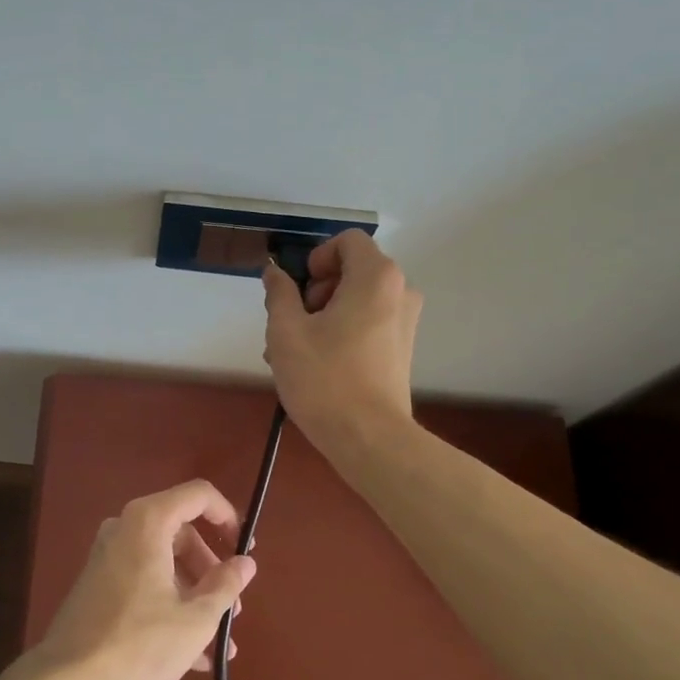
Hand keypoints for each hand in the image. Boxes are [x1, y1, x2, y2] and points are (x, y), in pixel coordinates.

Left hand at [29, 480, 257, 679]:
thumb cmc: (139, 644)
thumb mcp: (194, 619)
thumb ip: (225, 585)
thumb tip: (246, 563)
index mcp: (148, 522)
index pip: (198, 495)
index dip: (228, 516)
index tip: (246, 550)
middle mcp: (125, 528)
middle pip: (182, 534)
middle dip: (212, 572)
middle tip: (233, 610)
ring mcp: (108, 555)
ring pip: (165, 562)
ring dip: (195, 596)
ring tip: (219, 644)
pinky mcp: (99, 582)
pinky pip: (145, 580)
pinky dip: (170, 605)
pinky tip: (193, 654)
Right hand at [262, 229, 422, 459]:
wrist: (368, 438)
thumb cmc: (324, 378)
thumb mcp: (286, 331)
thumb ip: (279, 293)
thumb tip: (275, 273)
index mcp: (376, 278)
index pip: (348, 241)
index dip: (317, 257)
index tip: (298, 290)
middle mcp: (400, 292)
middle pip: (352, 270)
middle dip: (315, 290)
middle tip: (291, 324)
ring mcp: (405, 322)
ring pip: (356, 300)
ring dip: (323, 314)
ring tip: (293, 351)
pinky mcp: (402, 349)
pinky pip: (367, 323)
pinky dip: (341, 331)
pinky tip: (315, 364)